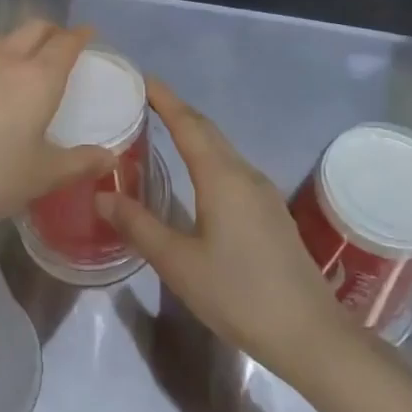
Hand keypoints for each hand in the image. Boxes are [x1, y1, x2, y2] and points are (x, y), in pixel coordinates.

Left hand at [0, 21, 114, 232]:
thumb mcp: (41, 176)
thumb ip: (79, 163)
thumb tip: (109, 158)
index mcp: (37, 78)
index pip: (65, 43)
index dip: (80, 36)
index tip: (89, 36)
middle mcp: (4, 61)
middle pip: (33, 29)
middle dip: (51, 31)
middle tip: (60, 44)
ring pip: (0, 42)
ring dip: (18, 44)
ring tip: (22, 64)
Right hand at [99, 79, 348, 382]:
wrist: (309, 333)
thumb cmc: (238, 294)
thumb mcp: (178, 263)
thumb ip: (139, 226)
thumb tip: (102, 194)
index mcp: (222, 177)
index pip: (188, 124)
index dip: (164, 98)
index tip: (141, 78)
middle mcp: (245, 174)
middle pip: (207, 130)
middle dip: (177, 111)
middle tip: (143, 101)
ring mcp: (262, 193)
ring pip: (222, 149)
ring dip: (193, 133)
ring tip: (161, 131)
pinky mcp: (270, 212)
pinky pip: (232, 168)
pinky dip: (207, 157)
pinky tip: (195, 175)